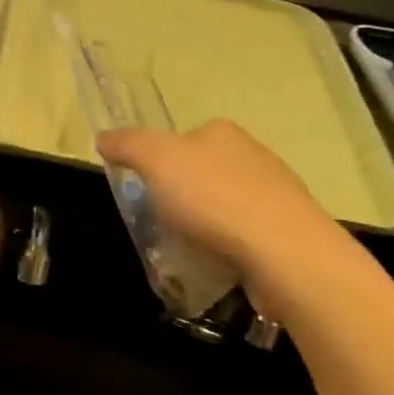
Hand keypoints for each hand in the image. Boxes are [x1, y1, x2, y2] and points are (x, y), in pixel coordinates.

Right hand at [97, 120, 354, 312]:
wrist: (285, 253)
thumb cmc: (213, 198)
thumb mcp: (154, 160)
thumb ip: (126, 144)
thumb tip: (103, 137)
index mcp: (222, 132)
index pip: (181, 139)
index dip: (157, 162)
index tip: (144, 188)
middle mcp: (253, 154)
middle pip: (202, 171)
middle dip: (181, 195)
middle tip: (160, 221)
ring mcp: (276, 193)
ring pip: (224, 204)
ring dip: (205, 223)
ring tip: (186, 249)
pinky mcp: (290, 232)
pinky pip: (245, 234)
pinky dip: (227, 246)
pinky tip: (217, 263)